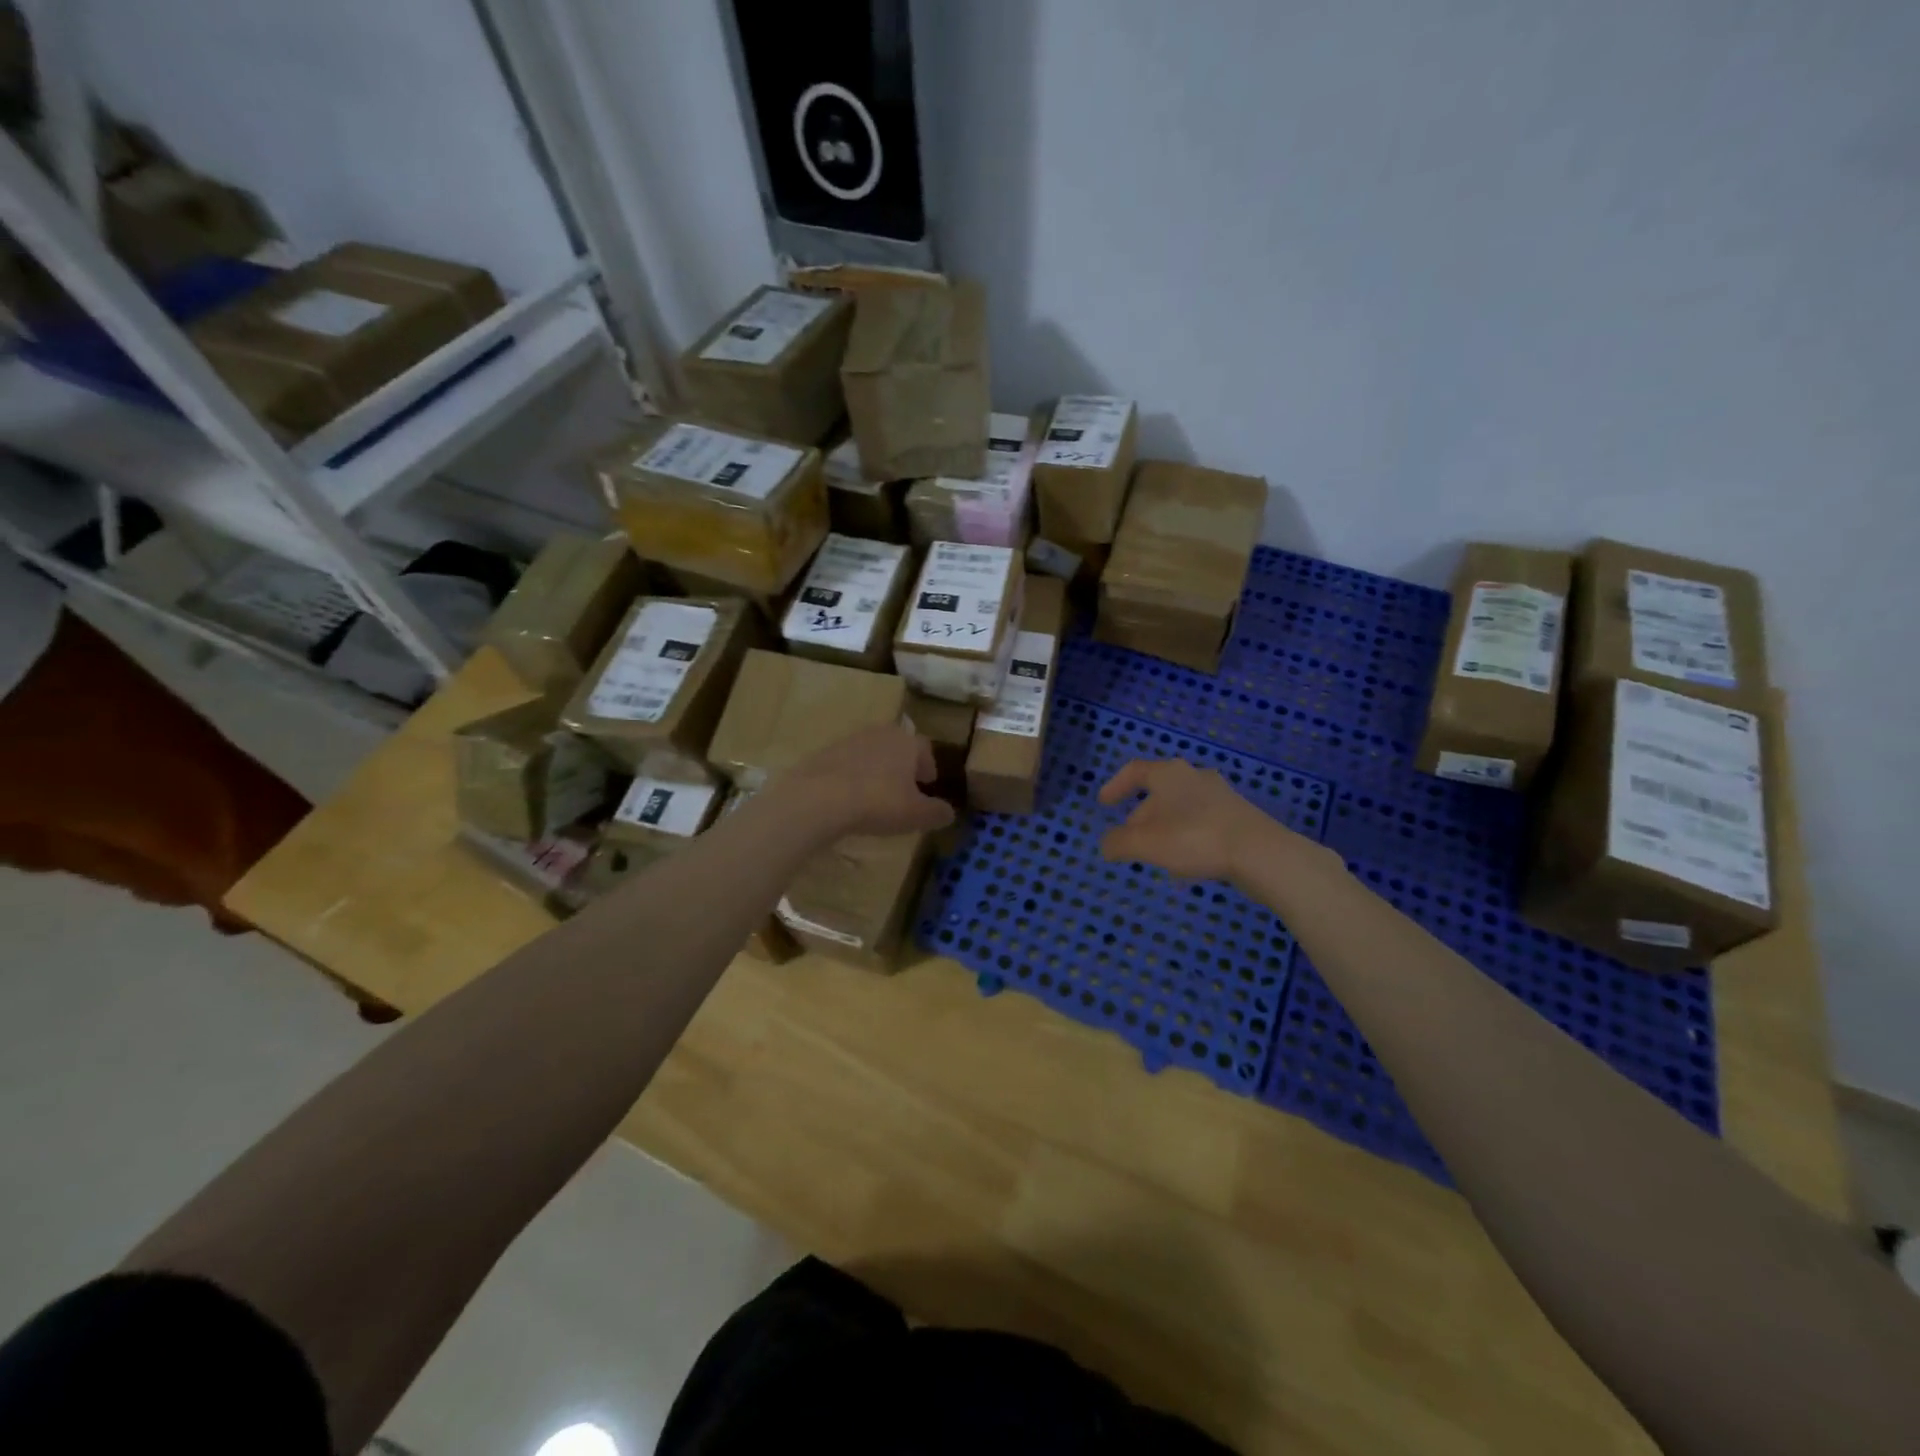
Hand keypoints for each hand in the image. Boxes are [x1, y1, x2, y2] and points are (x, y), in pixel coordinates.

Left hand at [773, 723, 955, 838]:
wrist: (819, 798)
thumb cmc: (878, 802)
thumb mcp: (917, 814)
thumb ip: (937, 812)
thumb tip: (948, 812)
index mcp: (906, 742)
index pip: (925, 748)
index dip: (929, 766)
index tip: (928, 784)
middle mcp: (880, 733)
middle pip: (898, 747)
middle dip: (903, 766)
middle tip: (904, 789)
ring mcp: (849, 740)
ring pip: (871, 753)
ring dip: (877, 770)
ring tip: (876, 796)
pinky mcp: (824, 753)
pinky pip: (847, 764)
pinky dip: (853, 777)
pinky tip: (849, 798)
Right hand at [1097, 758, 1281, 881]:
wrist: (1260, 853)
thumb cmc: (1194, 838)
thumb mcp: (1145, 843)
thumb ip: (1118, 843)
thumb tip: (1107, 844)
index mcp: (1169, 774)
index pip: (1134, 771)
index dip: (1115, 786)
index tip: (1104, 804)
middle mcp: (1195, 777)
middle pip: (1159, 793)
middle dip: (1141, 817)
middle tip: (1129, 840)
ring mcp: (1221, 796)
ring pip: (1181, 810)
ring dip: (1165, 830)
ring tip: (1157, 857)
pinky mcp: (1239, 817)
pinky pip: (1202, 824)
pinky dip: (1187, 839)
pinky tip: (1187, 865)